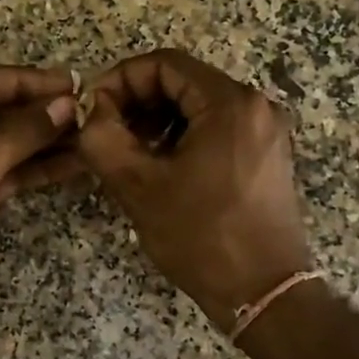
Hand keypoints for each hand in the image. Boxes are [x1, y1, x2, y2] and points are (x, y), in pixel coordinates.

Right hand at [75, 49, 312, 331]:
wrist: (264, 294)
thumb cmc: (202, 237)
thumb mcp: (138, 186)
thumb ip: (102, 137)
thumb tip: (92, 110)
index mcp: (230, 103)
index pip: (164, 64)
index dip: (120, 79)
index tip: (93, 109)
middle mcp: (255, 106)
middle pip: (182, 82)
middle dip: (137, 101)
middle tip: (105, 130)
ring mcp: (266, 131)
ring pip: (197, 105)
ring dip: (156, 120)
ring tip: (127, 151)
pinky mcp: (266, 155)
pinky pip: (216, 127)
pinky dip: (181, 136)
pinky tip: (159, 166)